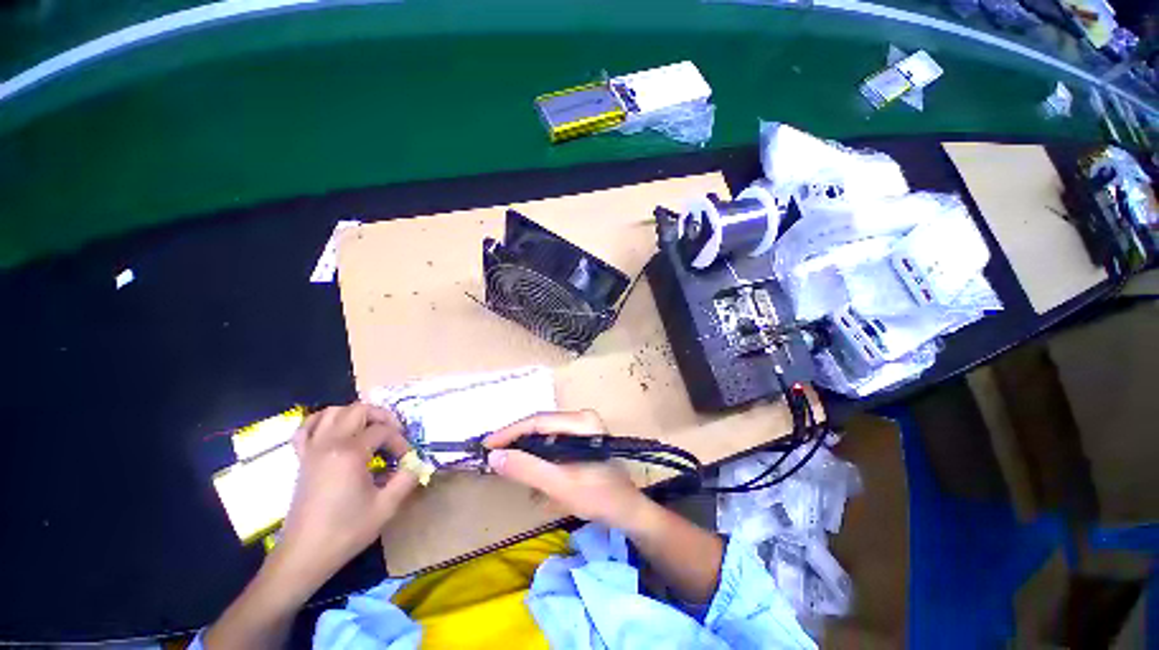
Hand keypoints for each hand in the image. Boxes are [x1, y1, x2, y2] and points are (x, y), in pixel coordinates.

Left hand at [276, 403, 418, 591]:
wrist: (304, 555)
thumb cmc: (345, 531)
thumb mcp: (386, 507)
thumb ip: (407, 479)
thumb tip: (417, 463)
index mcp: (350, 453)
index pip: (383, 431)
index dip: (400, 442)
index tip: (406, 459)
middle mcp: (329, 444)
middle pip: (358, 410)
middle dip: (382, 417)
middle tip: (394, 434)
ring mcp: (312, 450)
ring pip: (332, 412)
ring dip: (354, 415)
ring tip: (369, 429)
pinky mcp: (301, 459)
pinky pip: (306, 428)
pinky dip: (322, 422)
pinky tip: (335, 430)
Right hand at [484, 410, 651, 530]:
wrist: (628, 510)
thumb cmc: (599, 497)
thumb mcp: (560, 485)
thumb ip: (528, 469)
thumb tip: (494, 456)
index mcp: (582, 421)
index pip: (538, 421)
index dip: (510, 432)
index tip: (487, 445)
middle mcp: (582, 417)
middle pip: (540, 424)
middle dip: (515, 439)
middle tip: (491, 454)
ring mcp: (583, 426)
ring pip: (544, 432)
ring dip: (524, 447)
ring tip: (504, 460)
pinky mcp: (581, 438)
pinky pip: (552, 440)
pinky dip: (537, 453)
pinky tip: (526, 465)